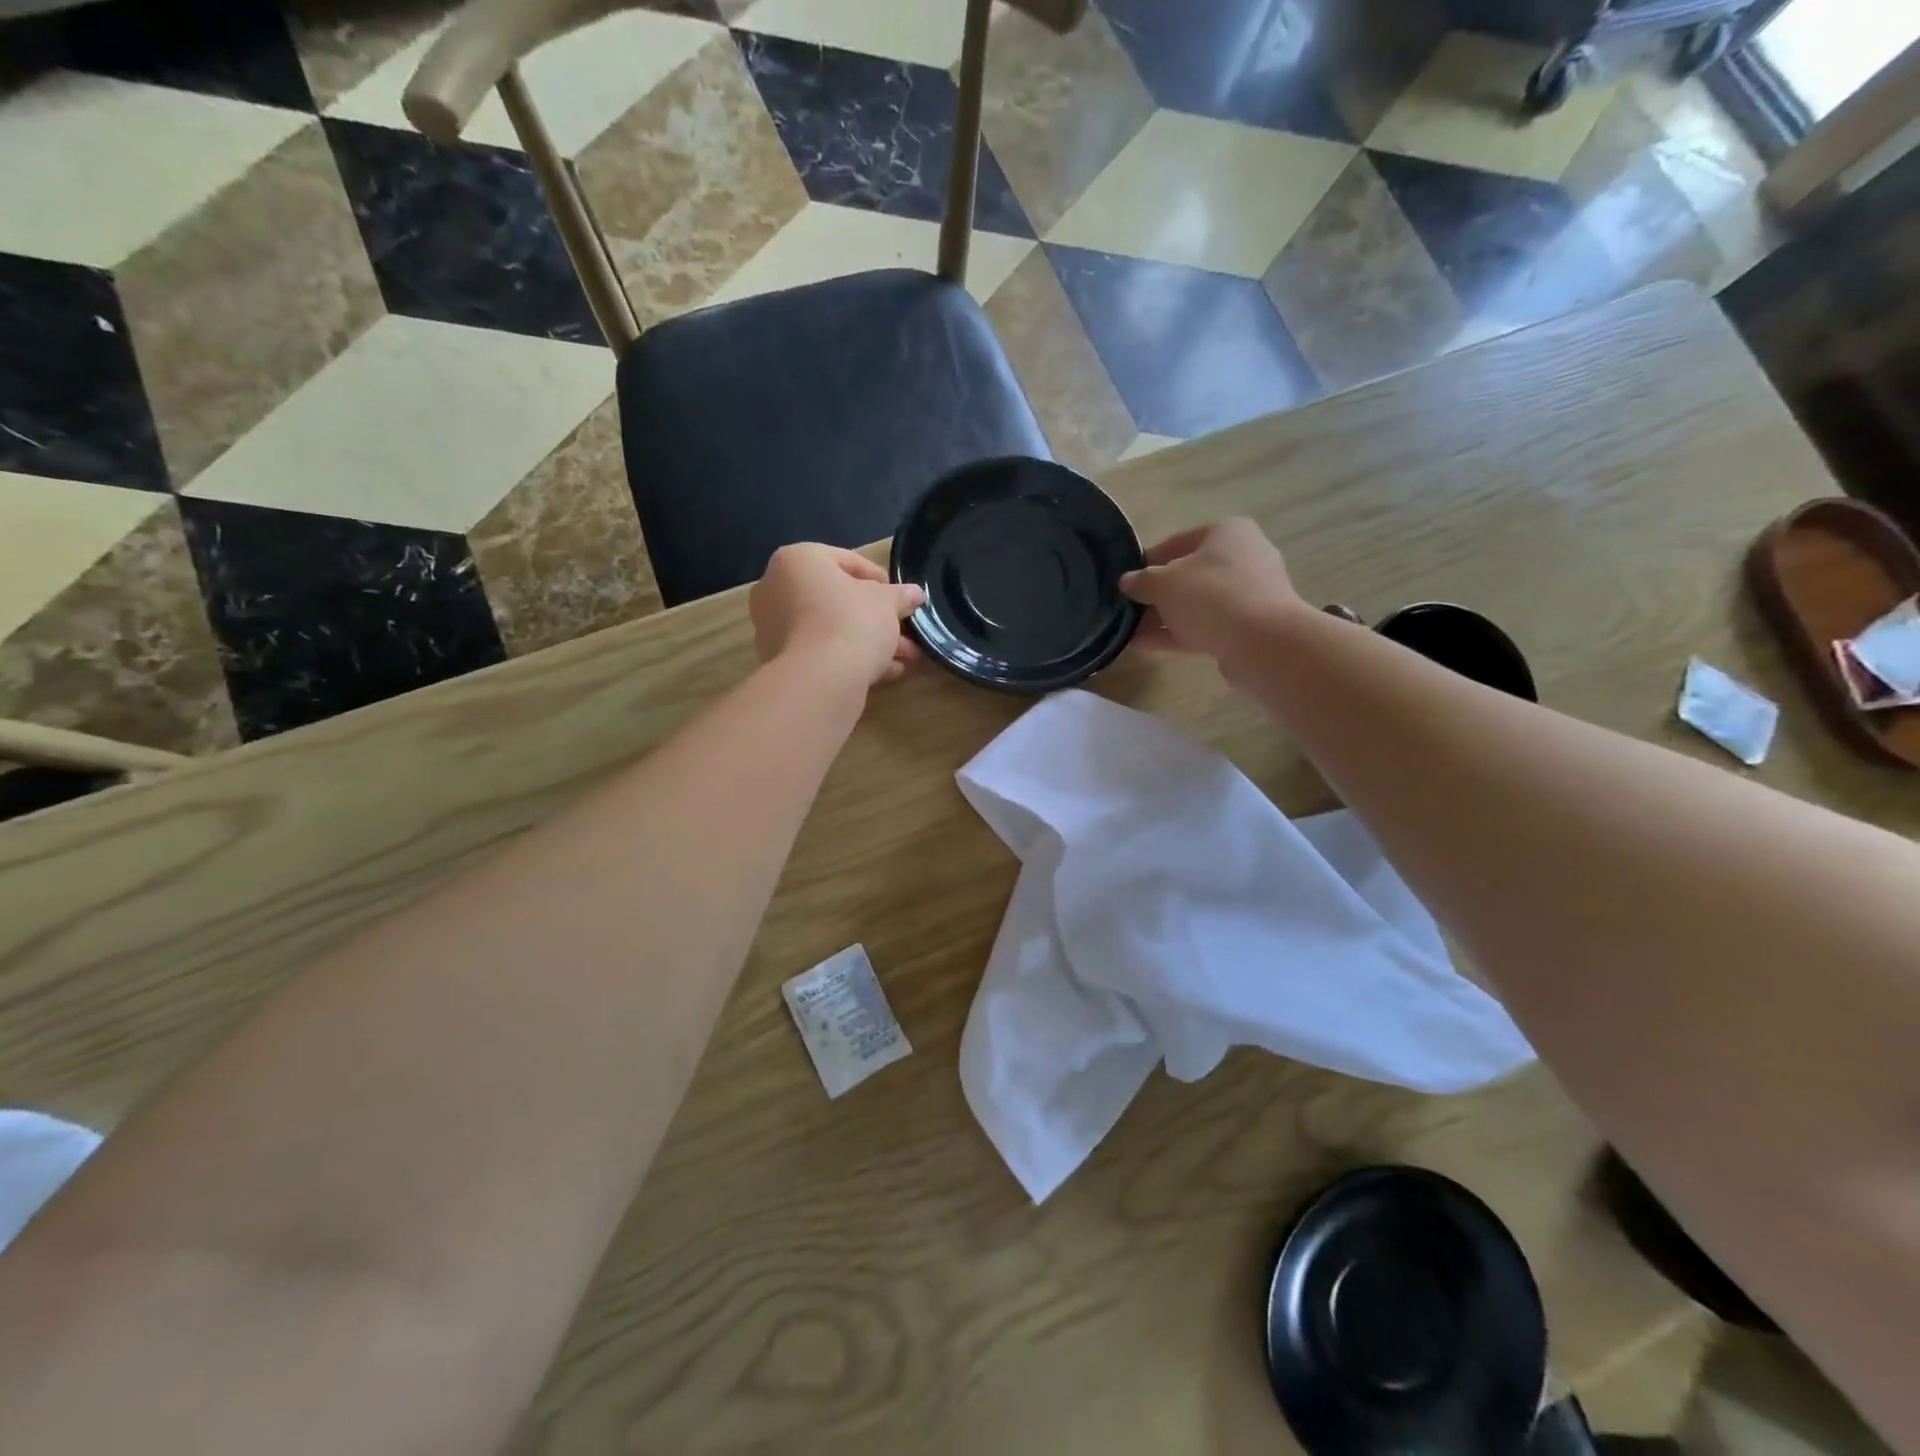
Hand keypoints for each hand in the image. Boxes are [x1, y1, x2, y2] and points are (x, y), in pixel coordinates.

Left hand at [750, 544, 925, 685]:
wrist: (821, 678)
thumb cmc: (853, 621)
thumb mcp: (887, 602)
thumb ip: (900, 595)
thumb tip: (915, 593)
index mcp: (797, 560)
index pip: (845, 560)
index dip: (879, 579)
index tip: (900, 597)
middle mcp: (776, 588)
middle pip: (836, 599)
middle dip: (875, 617)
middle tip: (903, 630)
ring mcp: (772, 627)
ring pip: (830, 629)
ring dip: (868, 641)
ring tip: (904, 658)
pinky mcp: (777, 660)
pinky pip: (820, 652)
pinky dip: (849, 658)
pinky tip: (883, 673)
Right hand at [1121, 519, 1303, 663]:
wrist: (1262, 642)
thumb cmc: (1211, 595)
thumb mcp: (1164, 583)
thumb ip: (1142, 581)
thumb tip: (1127, 581)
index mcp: (1227, 532)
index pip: (1178, 541)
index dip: (1148, 560)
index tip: (1127, 580)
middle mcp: (1243, 557)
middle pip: (1189, 575)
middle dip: (1157, 594)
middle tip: (1128, 608)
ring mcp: (1248, 594)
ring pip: (1196, 604)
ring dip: (1163, 618)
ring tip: (1129, 632)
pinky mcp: (1248, 627)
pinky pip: (1204, 627)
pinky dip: (1176, 634)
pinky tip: (1144, 646)